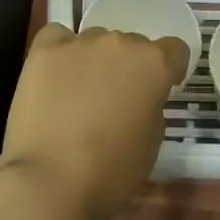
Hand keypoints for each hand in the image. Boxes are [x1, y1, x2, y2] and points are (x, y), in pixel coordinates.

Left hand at [0, 23, 189, 219]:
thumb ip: (151, 107)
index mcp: (154, 65)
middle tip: (113, 100)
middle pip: (131, 44)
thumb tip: (138, 99)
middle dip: (126, 67)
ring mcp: (80, 43)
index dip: (168, 70)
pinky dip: (59, 52)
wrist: (50, 181)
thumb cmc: (111, 172)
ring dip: (94, 61)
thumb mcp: (152, 143)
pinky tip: (54, 78)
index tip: (158, 91)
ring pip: (95, 41)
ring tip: (77, 94)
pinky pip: (58, 38)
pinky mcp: (44, 50)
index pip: (174, 50)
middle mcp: (120, 43)